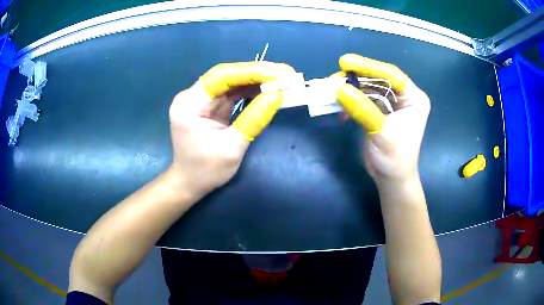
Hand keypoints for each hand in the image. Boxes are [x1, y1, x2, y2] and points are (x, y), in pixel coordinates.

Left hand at [168, 62, 295, 197]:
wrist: (189, 183)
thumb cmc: (206, 171)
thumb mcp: (232, 148)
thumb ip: (254, 119)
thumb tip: (277, 95)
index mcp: (190, 104)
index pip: (221, 76)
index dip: (251, 71)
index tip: (279, 73)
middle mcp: (192, 96)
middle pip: (227, 76)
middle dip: (258, 74)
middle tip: (287, 74)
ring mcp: (200, 100)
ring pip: (231, 82)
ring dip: (257, 81)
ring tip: (282, 80)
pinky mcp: (209, 106)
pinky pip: (232, 93)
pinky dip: (251, 91)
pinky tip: (268, 90)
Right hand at [335, 54, 430, 182]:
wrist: (391, 179)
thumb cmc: (394, 158)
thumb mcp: (381, 132)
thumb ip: (363, 109)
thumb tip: (339, 88)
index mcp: (414, 98)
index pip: (391, 75)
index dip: (369, 66)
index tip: (345, 62)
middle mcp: (404, 97)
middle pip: (378, 79)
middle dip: (356, 78)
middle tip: (334, 77)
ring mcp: (392, 104)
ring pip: (369, 88)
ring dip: (350, 89)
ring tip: (332, 91)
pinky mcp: (380, 111)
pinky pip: (364, 99)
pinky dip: (351, 101)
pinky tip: (340, 109)